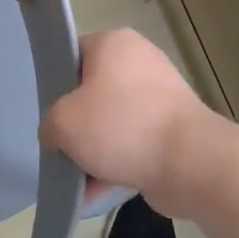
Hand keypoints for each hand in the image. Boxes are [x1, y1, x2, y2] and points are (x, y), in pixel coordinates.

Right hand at [41, 29, 212, 214]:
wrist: (190, 163)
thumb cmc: (121, 126)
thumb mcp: (64, 121)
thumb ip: (50, 124)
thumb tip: (57, 135)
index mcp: (114, 43)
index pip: (73, 55)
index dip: (56, 83)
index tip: (48, 113)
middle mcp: (140, 61)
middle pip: (93, 92)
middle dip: (77, 123)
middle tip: (61, 146)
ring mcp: (161, 96)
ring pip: (114, 121)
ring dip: (95, 151)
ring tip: (77, 180)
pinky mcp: (174, 129)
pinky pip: (135, 143)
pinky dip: (118, 164)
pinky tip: (96, 194)